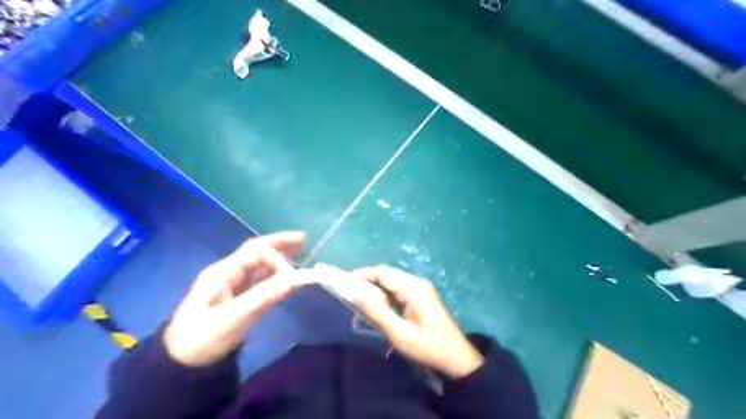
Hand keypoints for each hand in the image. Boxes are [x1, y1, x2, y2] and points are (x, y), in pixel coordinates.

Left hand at [165, 232, 305, 366]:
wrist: (180, 363)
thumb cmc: (203, 338)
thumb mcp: (234, 317)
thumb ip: (265, 295)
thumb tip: (295, 278)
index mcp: (223, 272)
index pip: (256, 253)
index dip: (277, 260)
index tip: (293, 278)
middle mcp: (228, 272)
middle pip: (256, 251)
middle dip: (279, 243)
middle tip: (303, 238)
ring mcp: (232, 284)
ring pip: (259, 264)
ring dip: (278, 256)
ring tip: (300, 251)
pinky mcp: (236, 297)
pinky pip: (258, 279)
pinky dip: (274, 274)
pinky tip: (287, 275)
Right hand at [353, 268, 484, 378]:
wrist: (456, 357)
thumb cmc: (428, 346)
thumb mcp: (399, 333)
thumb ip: (378, 312)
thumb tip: (356, 294)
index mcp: (414, 288)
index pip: (384, 272)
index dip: (363, 274)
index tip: (345, 282)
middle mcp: (417, 282)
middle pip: (388, 273)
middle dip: (368, 279)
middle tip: (350, 291)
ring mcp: (421, 287)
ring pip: (393, 279)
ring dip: (376, 286)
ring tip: (360, 298)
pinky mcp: (421, 294)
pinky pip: (399, 287)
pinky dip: (385, 292)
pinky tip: (377, 303)